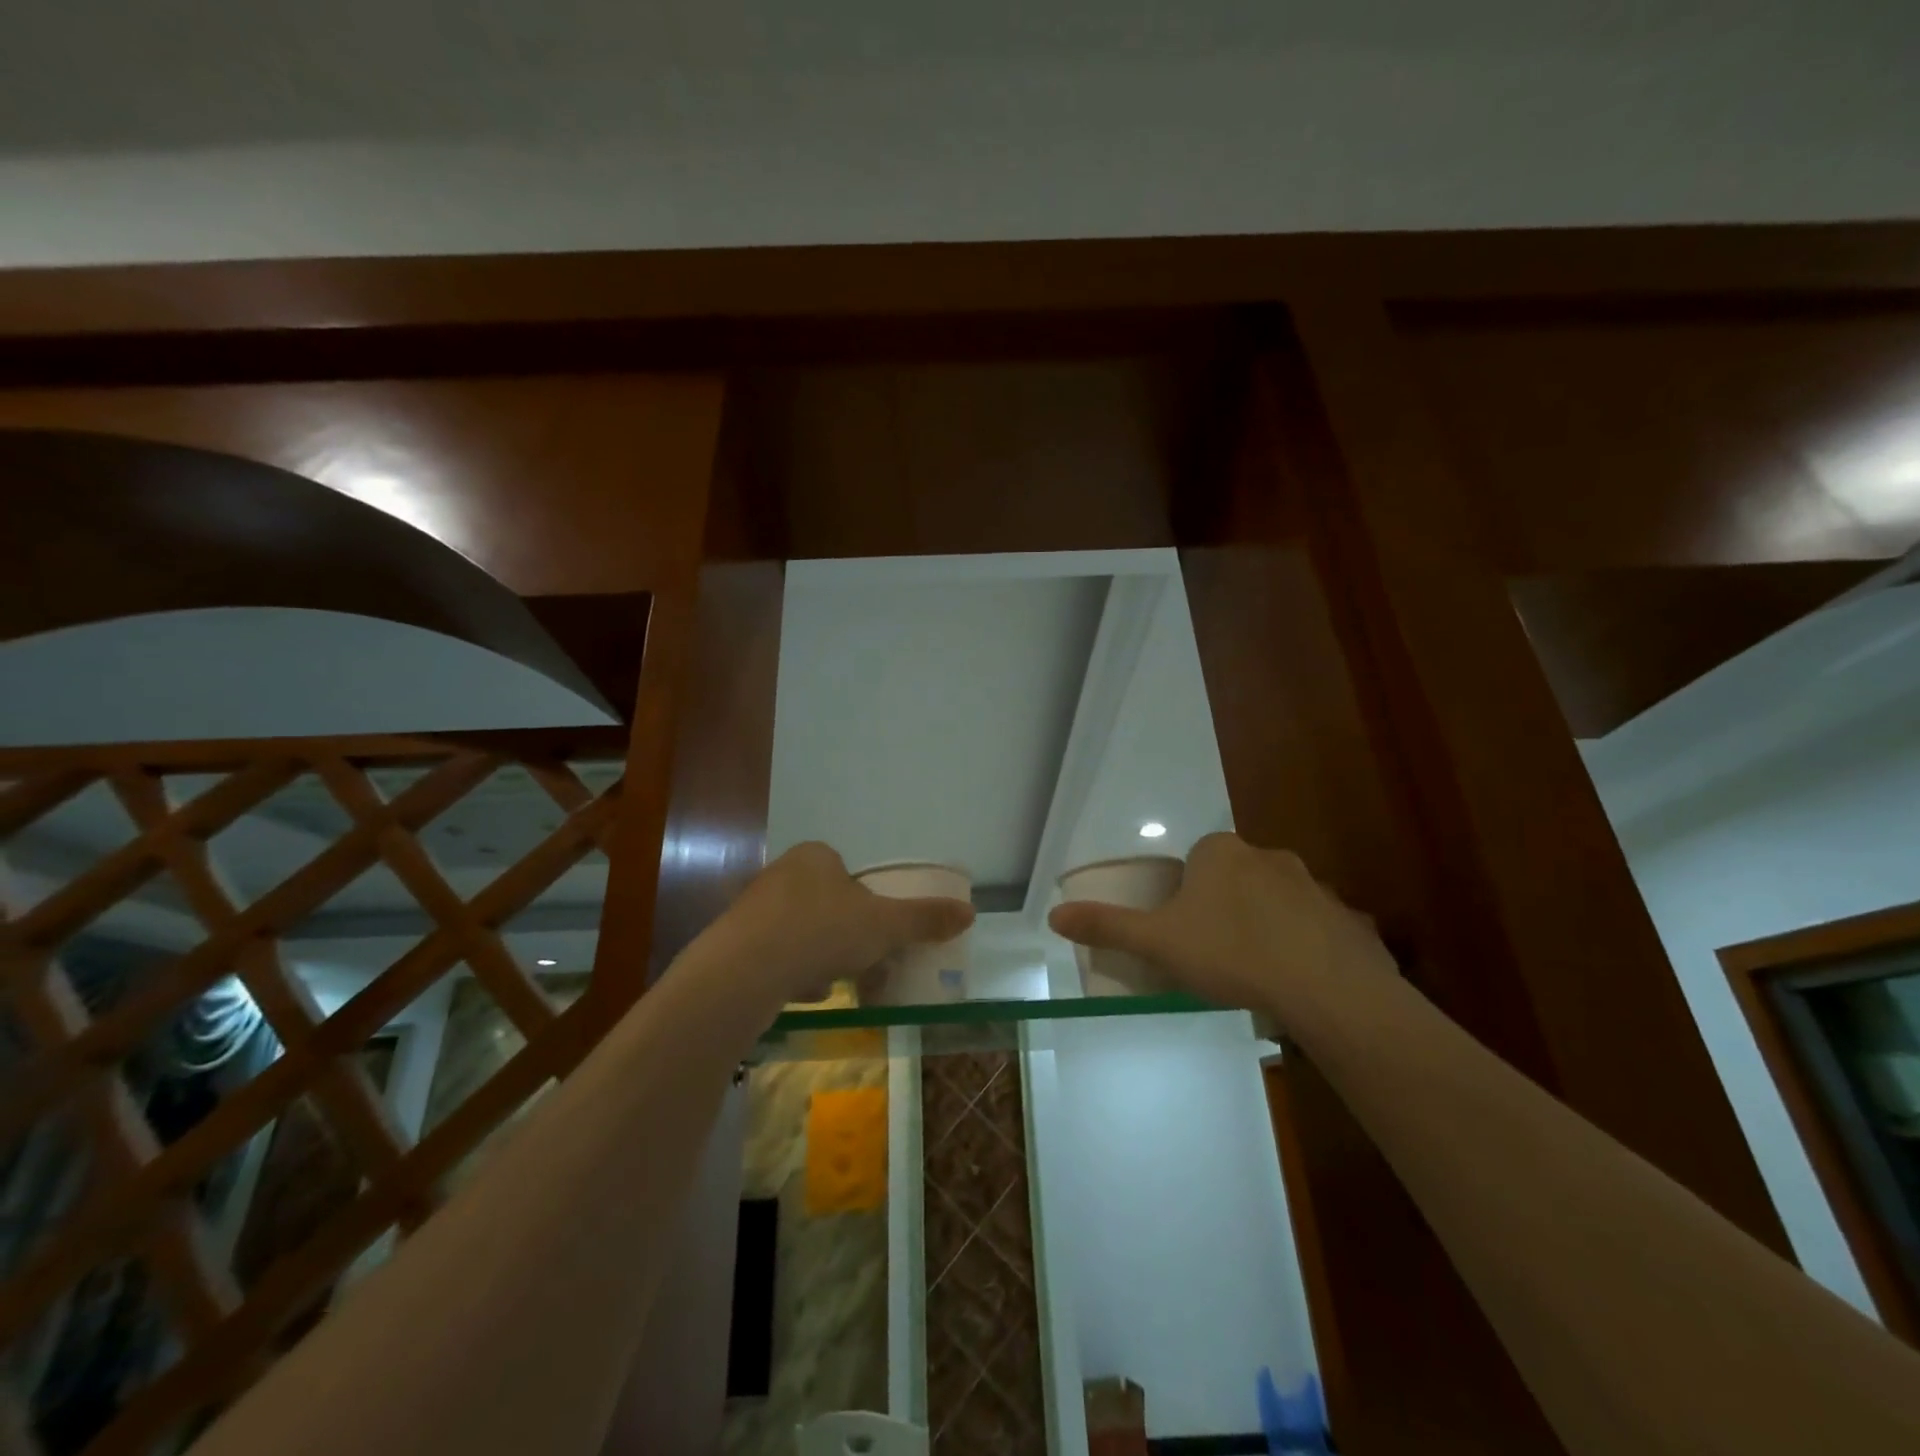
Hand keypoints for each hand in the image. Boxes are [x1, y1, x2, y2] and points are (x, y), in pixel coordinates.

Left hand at [719, 842, 974, 1005]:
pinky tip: (803, 994)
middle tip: (861, 961)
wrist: (744, 971)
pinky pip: (774, 955)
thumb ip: (925, 919)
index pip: (848, 873)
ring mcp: (753, 908)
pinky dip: (792, 972)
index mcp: (815, 857)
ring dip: (819, 955)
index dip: (866, 902)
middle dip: (844, 934)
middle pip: (825, 903)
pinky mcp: (734, 943)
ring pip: (800, 931)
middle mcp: (781, 874)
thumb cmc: (822, 932)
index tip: (876, 931)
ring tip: (835, 983)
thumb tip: (970, 912)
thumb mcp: (884, 925)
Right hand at [1047, 832, 1395, 1023]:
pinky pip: (1318, 928)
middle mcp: (1268, 856)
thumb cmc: (1229, 952)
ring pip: (1278, 901)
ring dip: (1267, 925)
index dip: (1186, 893)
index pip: (1196, 859)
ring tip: (1258, 972)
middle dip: (1225, 906)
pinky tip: (1299, 982)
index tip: (1185, 931)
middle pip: (1236, 877)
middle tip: (1216, 953)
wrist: (1324, 987)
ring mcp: (1314, 886)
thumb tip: (1053, 915)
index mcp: (1220, 852)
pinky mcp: (1348, 918)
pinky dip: (1307, 947)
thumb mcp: (1157, 942)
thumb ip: (1107, 926)